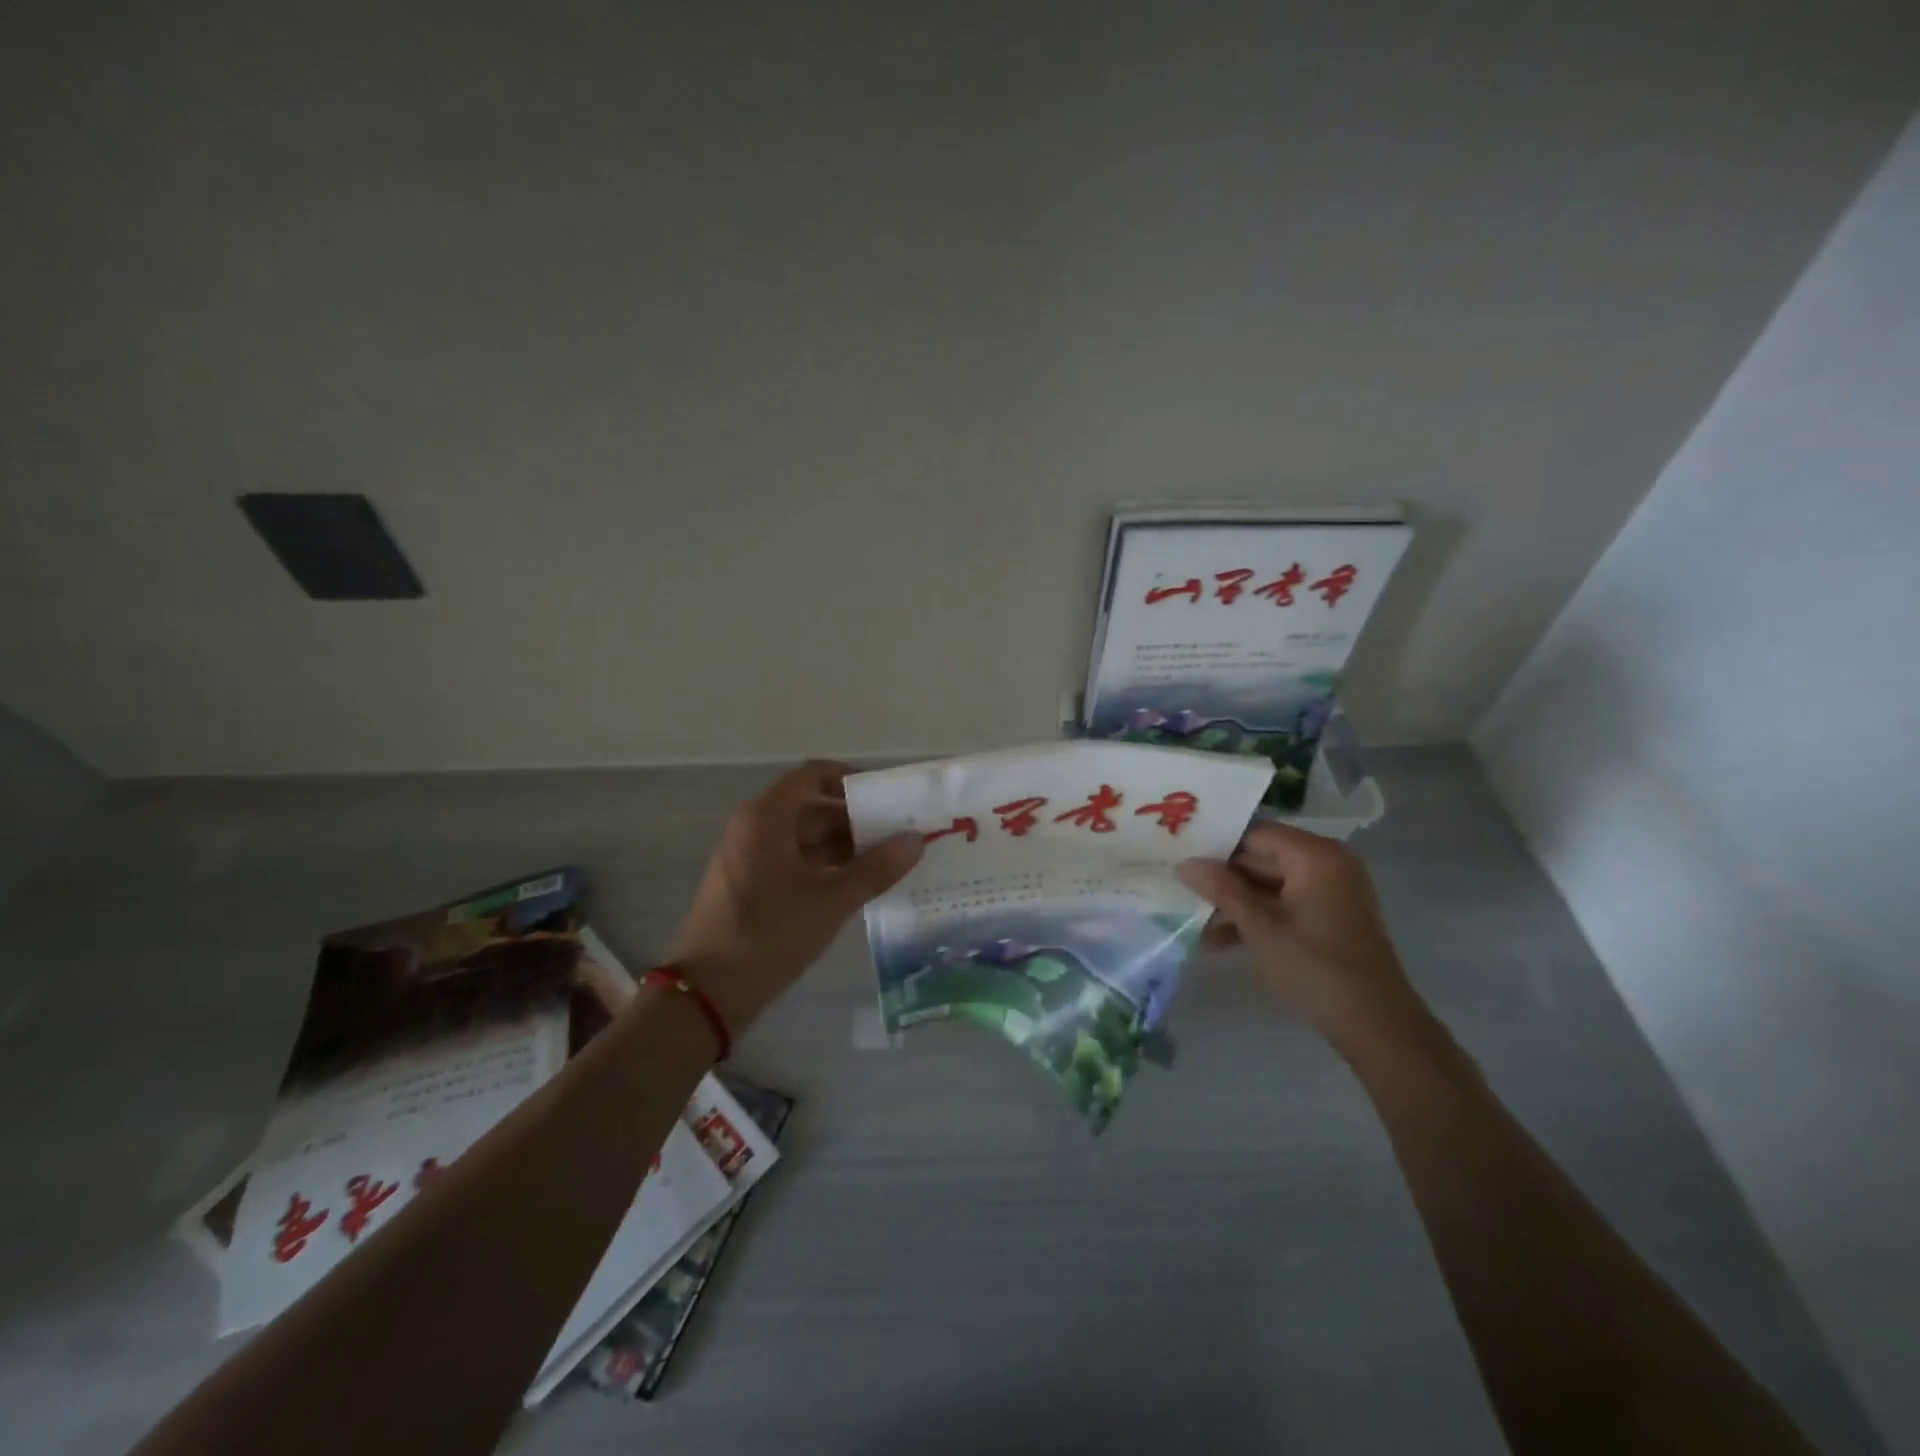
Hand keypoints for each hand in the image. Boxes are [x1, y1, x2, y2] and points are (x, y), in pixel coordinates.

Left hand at [669, 760, 922, 1032]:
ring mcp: (747, 856)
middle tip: (897, 836)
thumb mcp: (831, 901)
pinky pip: (791, 860)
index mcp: (767, 817)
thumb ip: (876, 868)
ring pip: (803, 836)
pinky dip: (823, 866)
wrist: (708, 992)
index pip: (814, 774)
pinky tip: (854, 885)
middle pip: (811, 806)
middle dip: (854, 819)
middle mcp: (754, 827)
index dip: (851, 780)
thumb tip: (916, 840)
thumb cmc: (770, 934)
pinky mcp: (748, 884)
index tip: (887, 798)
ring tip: (885, 863)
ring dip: (842, 846)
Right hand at [1177, 822, 1419, 1045]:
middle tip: (1181, 892)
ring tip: (1195, 927)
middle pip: (1261, 858)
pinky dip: (1257, 918)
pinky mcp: (1329, 916)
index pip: (1255, 834)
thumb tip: (1185, 864)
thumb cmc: (1314, 968)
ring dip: (1234, 904)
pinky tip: (1220, 942)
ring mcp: (1330, 891)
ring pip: (1268, 885)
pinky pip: (1284, 904)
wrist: (1375, 1025)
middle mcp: (1326, 863)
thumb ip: (1221, 889)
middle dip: (1222, 880)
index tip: (1181, 859)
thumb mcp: (1259, 927)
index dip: (1216, 846)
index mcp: (1315, 856)